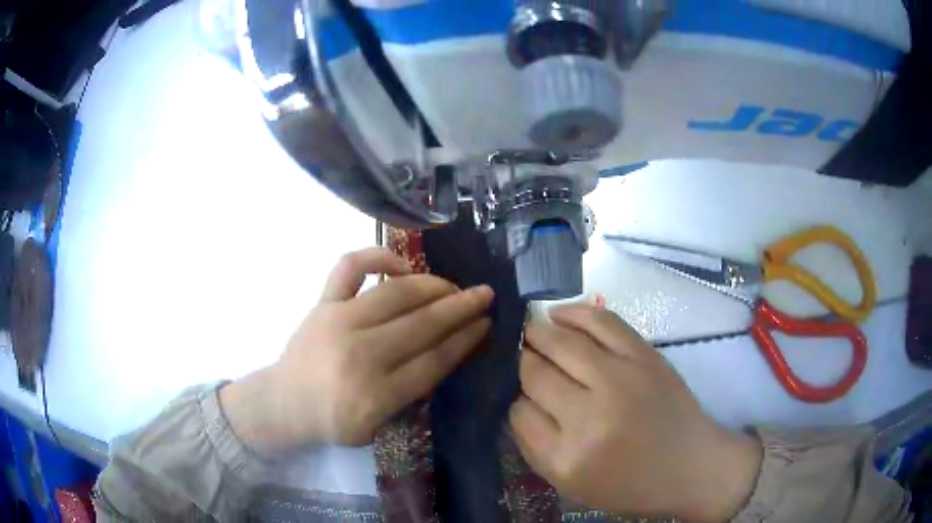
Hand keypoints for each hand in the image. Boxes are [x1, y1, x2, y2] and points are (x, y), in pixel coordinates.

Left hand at [221, 247, 492, 451]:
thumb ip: (410, 396)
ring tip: (453, 286)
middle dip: (461, 308)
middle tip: (485, 295)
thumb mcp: (377, 428)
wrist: (284, 403)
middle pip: (423, 324)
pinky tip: (402, 264)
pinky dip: (379, 256)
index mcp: (376, 394)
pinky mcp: (322, 303)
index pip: (435, 359)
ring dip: (434, 285)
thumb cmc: (333, 420)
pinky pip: (351, 266)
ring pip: (397, 293)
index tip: (486, 324)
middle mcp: (360, 354)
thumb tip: (446, 353)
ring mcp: (339, 321)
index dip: (466, 339)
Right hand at [510, 305, 761, 520]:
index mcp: (566, 459)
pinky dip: (573, 313)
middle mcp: (589, 418)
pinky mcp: (644, 356)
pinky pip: (599, 322)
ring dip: (538, 334)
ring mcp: (619, 380)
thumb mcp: (572, 485)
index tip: (522, 396)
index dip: (516, 399)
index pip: (518, 412)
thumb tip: (518, 400)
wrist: (691, 465)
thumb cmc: (630, 485)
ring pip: (560, 343)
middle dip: (523, 364)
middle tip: (523, 360)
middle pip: (535, 374)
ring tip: (532, 333)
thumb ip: (536, 447)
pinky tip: (557, 314)